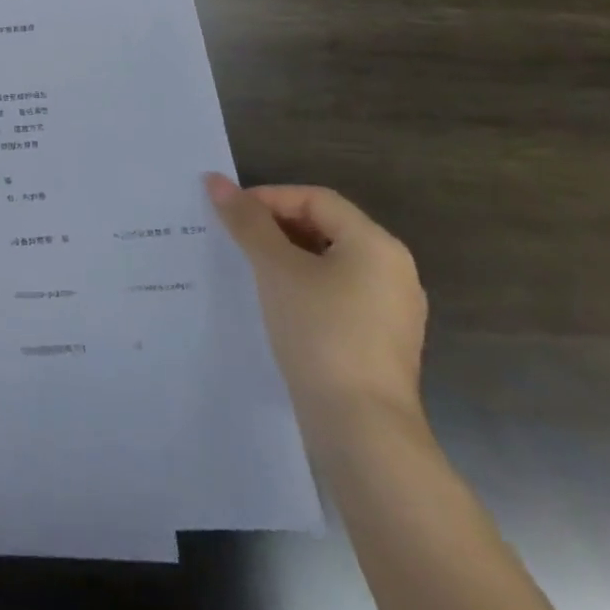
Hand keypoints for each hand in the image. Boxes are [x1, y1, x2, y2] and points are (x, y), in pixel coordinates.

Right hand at [205, 175, 427, 442]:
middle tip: (234, 237)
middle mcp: (393, 270)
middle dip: (275, 227)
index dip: (269, 198)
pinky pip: (337, 293)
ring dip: (287, 257)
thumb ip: (246, 221)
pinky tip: (274, 302)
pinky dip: (304, 286)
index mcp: (376, 244)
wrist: (362, 428)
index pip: (315, 198)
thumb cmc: (320, 332)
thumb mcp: (275, 268)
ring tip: (247, 267)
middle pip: (325, 227)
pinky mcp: (382, 340)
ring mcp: (392, 309)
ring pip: (329, 262)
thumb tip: (215, 180)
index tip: (230, 214)